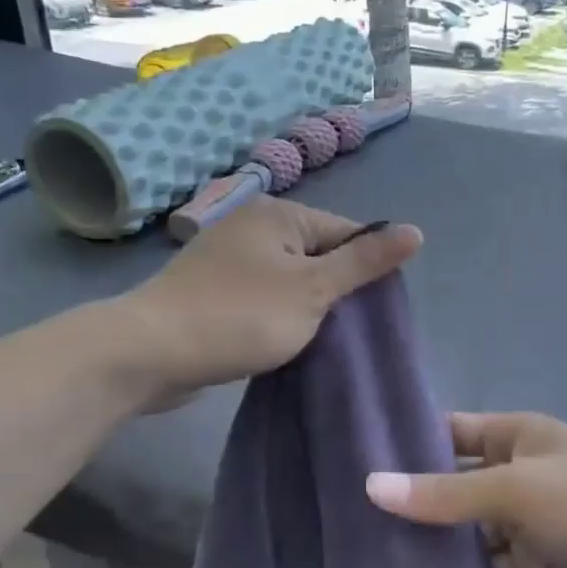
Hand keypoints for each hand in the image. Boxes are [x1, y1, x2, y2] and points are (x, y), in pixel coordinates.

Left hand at [119, 199, 421, 409]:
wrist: (150, 353)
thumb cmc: (241, 316)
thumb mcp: (314, 289)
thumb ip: (364, 262)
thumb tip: (416, 231)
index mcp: (279, 214)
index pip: (346, 232)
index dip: (366, 269)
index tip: (373, 311)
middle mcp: (252, 225)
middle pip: (318, 254)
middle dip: (335, 291)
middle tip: (347, 330)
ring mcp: (228, 258)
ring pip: (290, 279)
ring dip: (307, 307)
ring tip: (318, 339)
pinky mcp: (212, 290)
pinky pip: (262, 296)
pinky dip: (277, 315)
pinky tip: (283, 339)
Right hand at [366, 412, 566, 567]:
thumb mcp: (518, 491)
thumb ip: (446, 493)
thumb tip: (371, 485)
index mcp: (516, 436)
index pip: (450, 432)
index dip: (407, 445)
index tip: (352, 463)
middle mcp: (516, 474)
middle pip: (453, 484)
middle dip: (413, 501)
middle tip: (346, 521)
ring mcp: (525, 522)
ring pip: (466, 530)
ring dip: (432, 544)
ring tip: (365, 558)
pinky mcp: (534, 566)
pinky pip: (486, 567)